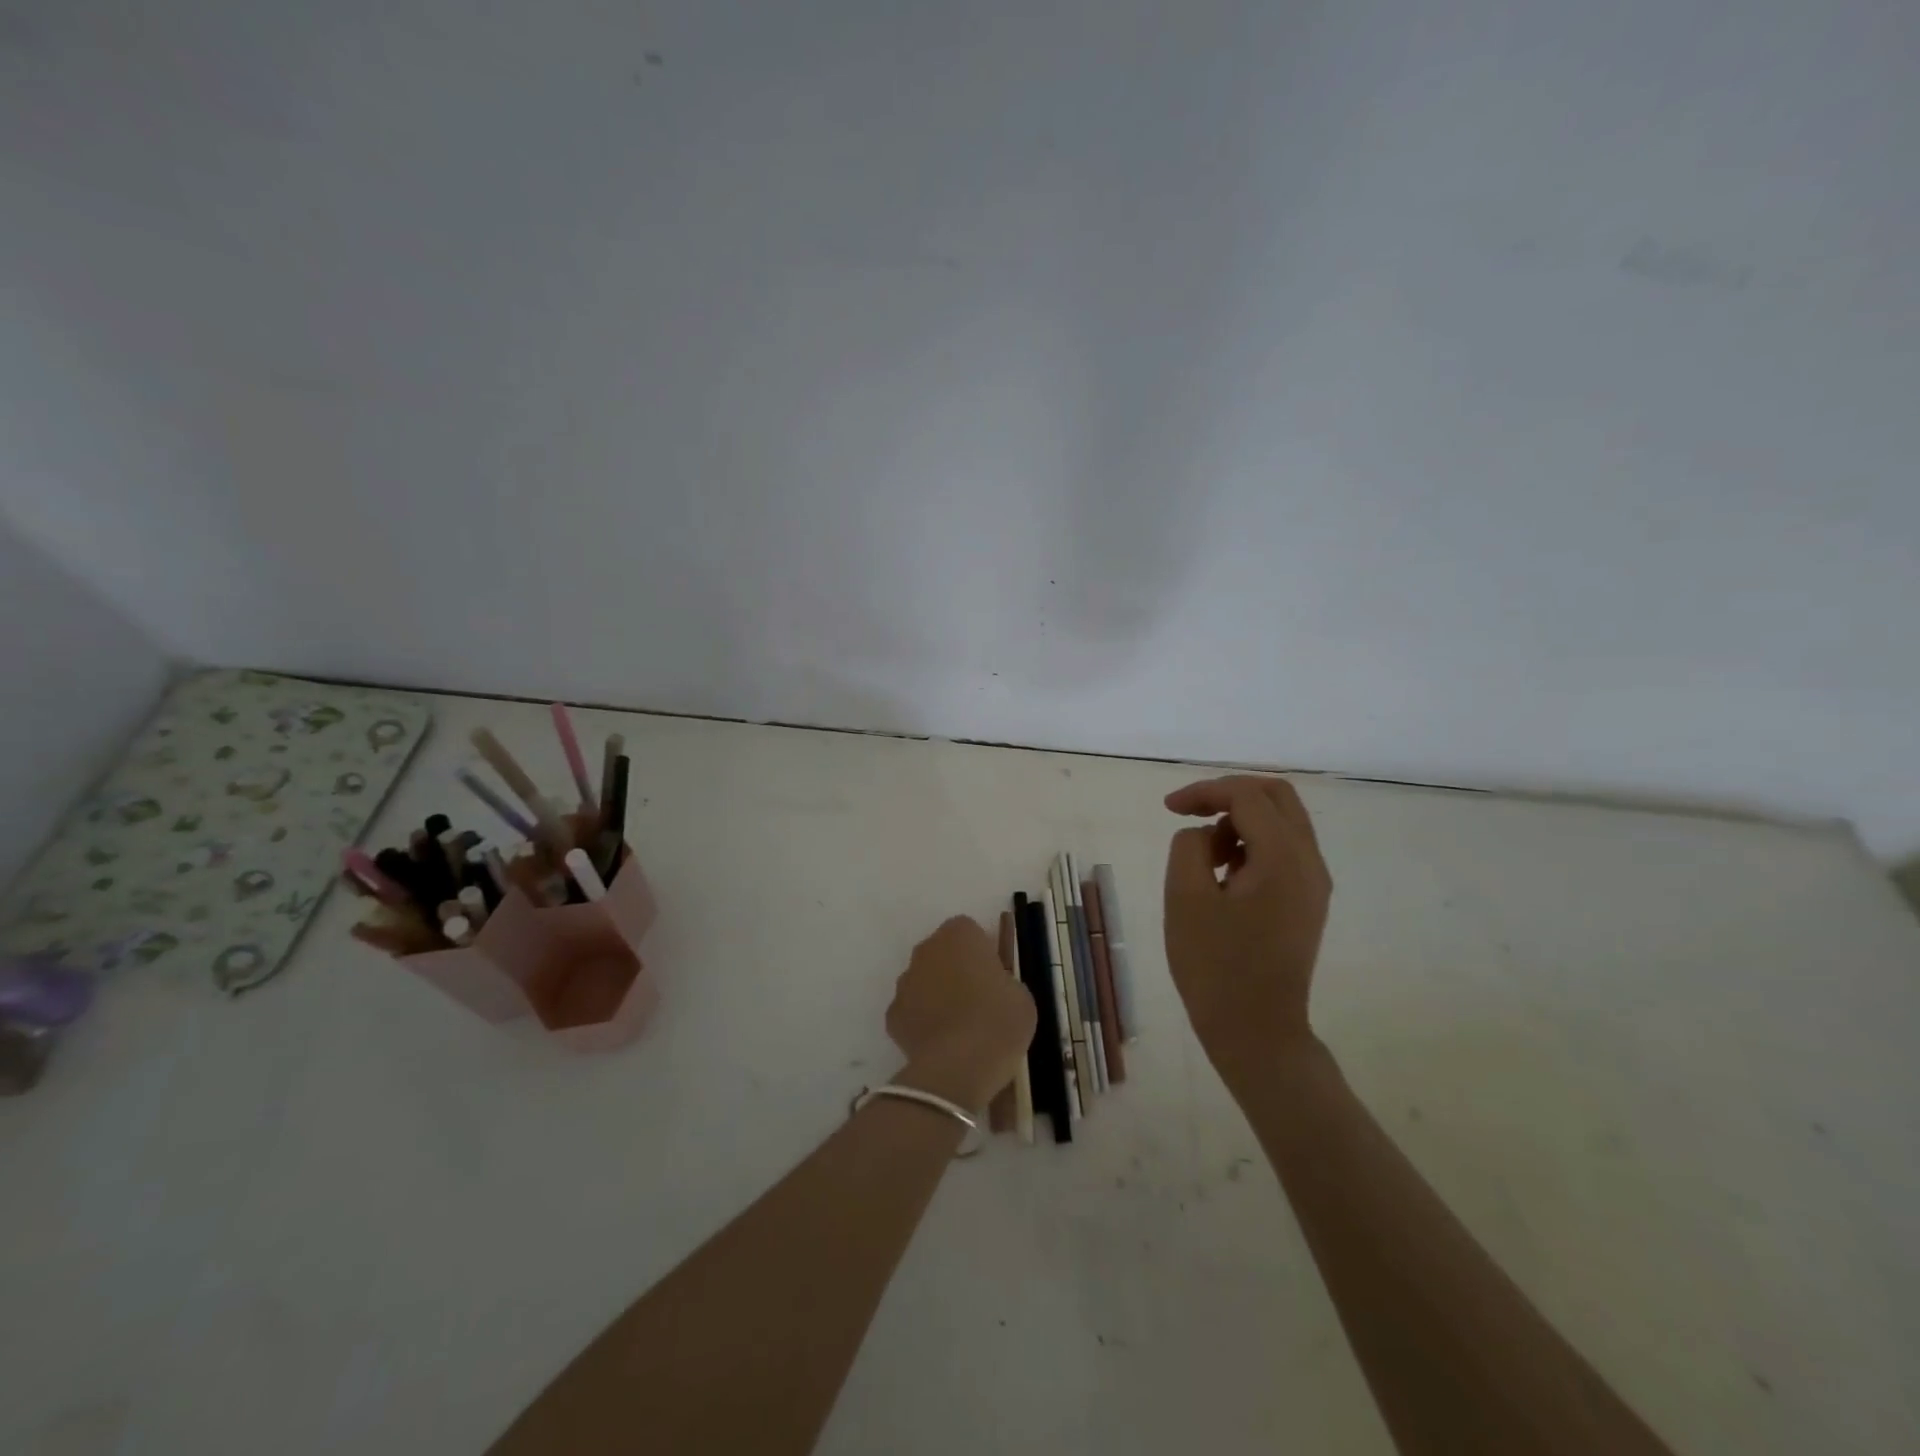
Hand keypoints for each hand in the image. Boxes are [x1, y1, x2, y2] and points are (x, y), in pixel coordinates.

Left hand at [885, 916, 1035, 1111]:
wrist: (959, 1065)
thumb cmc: (999, 1020)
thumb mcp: (1020, 995)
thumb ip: (1003, 981)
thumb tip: (993, 988)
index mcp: (959, 934)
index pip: (970, 931)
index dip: (983, 952)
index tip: (996, 976)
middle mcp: (926, 950)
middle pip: (943, 953)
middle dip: (957, 969)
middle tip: (980, 1000)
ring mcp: (905, 982)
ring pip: (924, 980)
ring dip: (938, 994)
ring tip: (961, 1028)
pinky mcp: (892, 1015)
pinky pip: (912, 1011)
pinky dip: (923, 1022)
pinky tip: (941, 1045)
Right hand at [1164, 776, 1332, 1086]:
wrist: (1256, 1032)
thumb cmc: (1215, 966)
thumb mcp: (1185, 898)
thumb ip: (1190, 847)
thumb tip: (1206, 835)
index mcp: (1283, 858)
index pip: (1247, 795)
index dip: (1204, 791)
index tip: (1168, 809)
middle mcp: (1310, 863)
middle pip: (1276, 796)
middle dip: (1228, 795)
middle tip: (1190, 814)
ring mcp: (1314, 884)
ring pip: (1282, 822)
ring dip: (1240, 821)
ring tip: (1205, 856)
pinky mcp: (1308, 902)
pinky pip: (1284, 850)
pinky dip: (1252, 844)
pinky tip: (1225, 875)